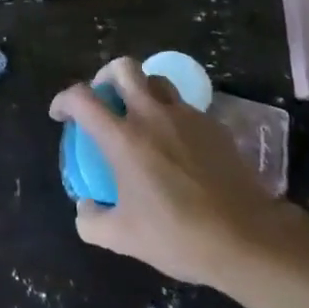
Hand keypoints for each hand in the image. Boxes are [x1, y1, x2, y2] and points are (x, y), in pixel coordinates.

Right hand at [49, 57, 298, 287]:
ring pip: (157, 81)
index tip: (61, 115)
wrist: (247, 239)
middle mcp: (151, 116)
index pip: (81, 98)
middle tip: (103, 99)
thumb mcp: (123, 239)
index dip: (64, 100)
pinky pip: (184, 107)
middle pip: (123, 68)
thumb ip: (91, 221)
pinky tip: (175, 143)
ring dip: (141, 90)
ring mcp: (186, 117)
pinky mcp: (213, 126)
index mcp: (122, 138)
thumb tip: (84, 207)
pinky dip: (170, 114)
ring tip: (139, 115)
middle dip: (105, 76)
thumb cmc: (178, 235)